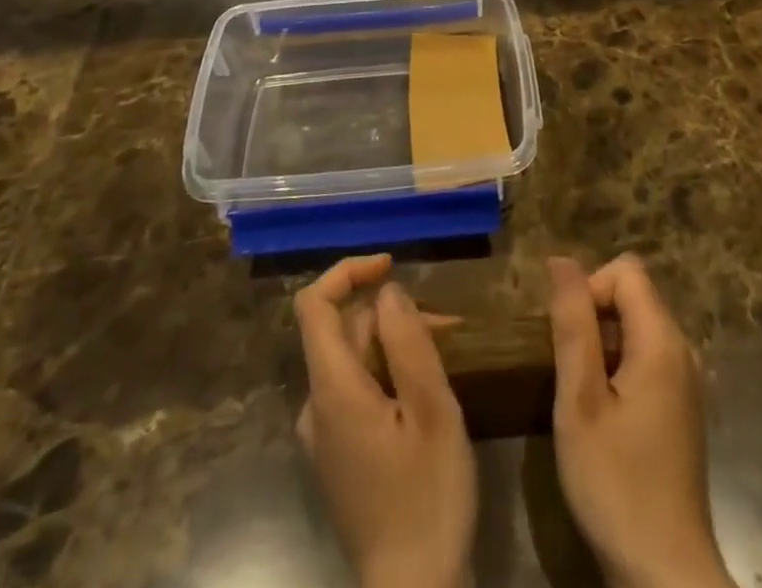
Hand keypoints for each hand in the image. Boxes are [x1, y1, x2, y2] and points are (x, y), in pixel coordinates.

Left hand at [294, 254, 475, 587]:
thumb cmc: (427, 496)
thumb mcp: (432, 410)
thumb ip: (407, 342)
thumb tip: (387, 292)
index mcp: (331, 391)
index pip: (314, 306)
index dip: (347, 272)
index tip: (390, 265)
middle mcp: (316, 407)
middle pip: (344, 333)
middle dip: (392, 316)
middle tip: (447, 327)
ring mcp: (324, 436)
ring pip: (355, 362)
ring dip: (396, 345)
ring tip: (447, 355)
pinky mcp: (339, 457)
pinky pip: (357, 393)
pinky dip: (389, 375)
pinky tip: (426, 392)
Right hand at [548, 254, 735, 587]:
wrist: (665, 575)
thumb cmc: (616, 483)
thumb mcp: (580, 399)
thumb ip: (572, 323)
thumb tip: (561, 259)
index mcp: (662, 340)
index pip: (625, 270)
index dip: (589, 288)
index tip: (567, 338)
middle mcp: (683, 350)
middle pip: (633, 296)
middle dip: (593, 316)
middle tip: (567, 370)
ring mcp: (686, 382)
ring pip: (637, 328)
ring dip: (602, 345)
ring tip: (580, 394)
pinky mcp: (682, 410)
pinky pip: (647, 359)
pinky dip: (618, 369)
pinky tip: (603, 417)